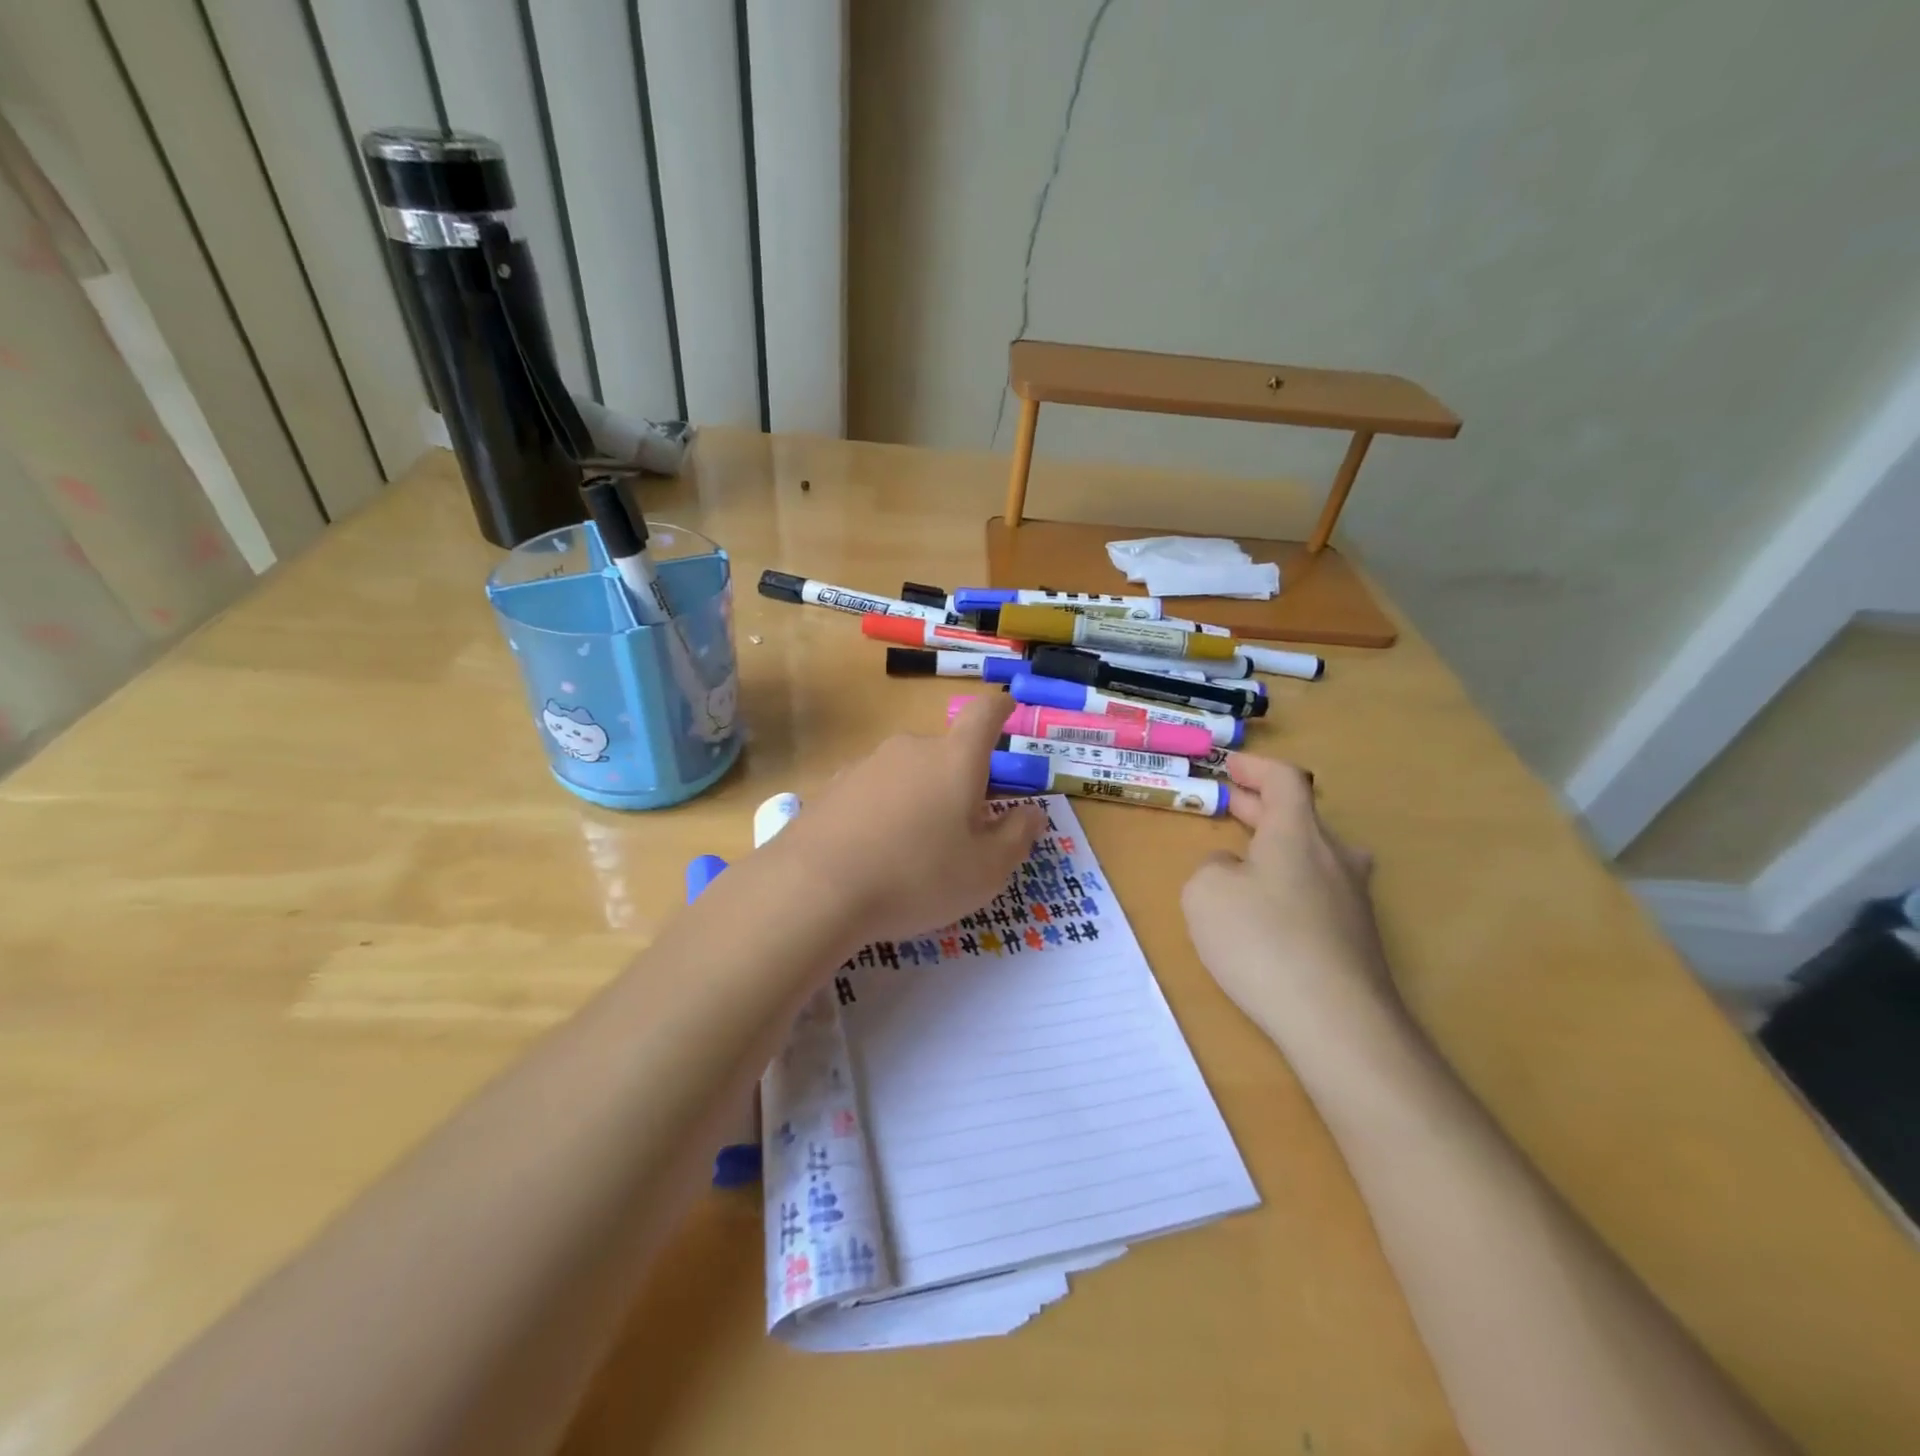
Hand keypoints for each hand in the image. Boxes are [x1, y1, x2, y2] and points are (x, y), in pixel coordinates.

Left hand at [771, 695, 1045, 944]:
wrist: (815, 889)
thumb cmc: (917, 876)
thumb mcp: (986, 870)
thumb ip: (1017, 836)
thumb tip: (1032, 812)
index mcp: (955, 758)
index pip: (984, 714)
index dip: (1000, 709)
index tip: (1007, 708)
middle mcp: (910, 749)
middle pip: (945, 751)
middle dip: (960, 779)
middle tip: (964, 825)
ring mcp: (866, 764)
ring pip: (907, 773)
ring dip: (920, 797)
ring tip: (916, 848)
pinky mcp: (832, 787)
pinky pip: (873, 792)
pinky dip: (884, 811)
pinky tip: (875, 851)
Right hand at [1181, 756, 1398, 1048]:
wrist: (1339, 1024)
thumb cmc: (1263, 942)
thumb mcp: (1206, 892)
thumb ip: (1212, 866)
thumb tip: (1234, 869)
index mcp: (1299, 833)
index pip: (1284, 779)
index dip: (1255, 767)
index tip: (1229, 765)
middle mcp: (1334, 857)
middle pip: (1299, 815)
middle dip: (1258, 806)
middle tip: (1226, 803)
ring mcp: (1353, 899)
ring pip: (1313, 854)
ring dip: (1277, 845)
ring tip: (1245, 856)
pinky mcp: (1358, 937)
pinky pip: (1318, 892)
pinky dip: (1288, 884)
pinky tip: (1266, 914)